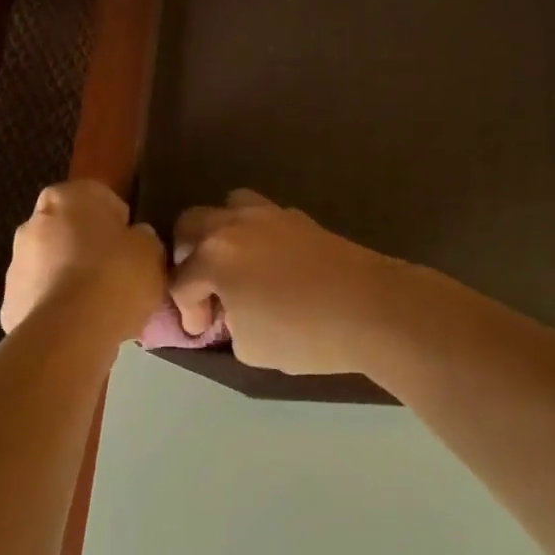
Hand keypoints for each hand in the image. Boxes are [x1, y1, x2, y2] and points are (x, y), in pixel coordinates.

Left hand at [1, 182, 165, 341]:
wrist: (70, 332)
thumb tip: (134, 239)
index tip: (135, 250)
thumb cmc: (116, 276)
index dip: (122, 225)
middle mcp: (34, 220)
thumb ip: (142, 238)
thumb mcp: (151, 251)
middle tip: (119, 277)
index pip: (102, 199)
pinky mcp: (9, 300)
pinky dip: (60, 307)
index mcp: (70, 197)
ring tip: (102, 308)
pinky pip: (44, 297)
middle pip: (72, 231)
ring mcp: (16, 262)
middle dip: (92, 250)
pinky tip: (82, 325)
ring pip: (55, 265)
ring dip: (73, 278)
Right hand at [168, 191, 407, 373]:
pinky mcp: (302, 219)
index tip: (200, 331)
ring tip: (231, 264)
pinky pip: (263, 216)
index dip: (186, 311)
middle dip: (188, 256)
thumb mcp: (251, 347)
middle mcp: (236, 225)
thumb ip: (230, 324)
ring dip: (219, 233)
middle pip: (192, 224)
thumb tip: (233, 313)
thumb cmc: (304, 334)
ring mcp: (271, 216)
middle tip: (203, 288)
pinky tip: (267, 263)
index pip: (182, 281)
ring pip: (229, 207)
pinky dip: (253, 235)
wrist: (373, 309)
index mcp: (215, 256)